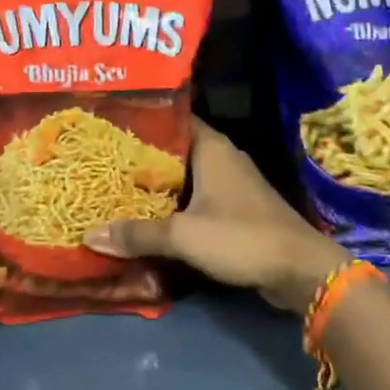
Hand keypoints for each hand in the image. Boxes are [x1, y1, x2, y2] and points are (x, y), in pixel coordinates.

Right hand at [83, 118, 350, 313]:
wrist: (300, 270)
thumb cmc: (241, 237)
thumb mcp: (183, 235)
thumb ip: (138, 234)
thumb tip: (89, 235)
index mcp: (211, 147)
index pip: (172, 119)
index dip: (142, 122)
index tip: (110, 127)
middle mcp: (222, 157)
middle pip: (175, 149)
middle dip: (143, 157)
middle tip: (105, 162)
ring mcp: (232, 183)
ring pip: (186, 176)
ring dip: (159, 184)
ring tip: (119, 188)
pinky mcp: (238, 208)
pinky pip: (198, 197)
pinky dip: (177, 204)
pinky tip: (151, 216)